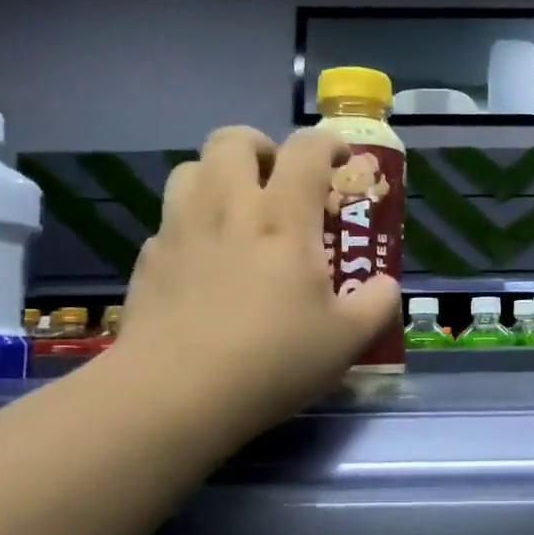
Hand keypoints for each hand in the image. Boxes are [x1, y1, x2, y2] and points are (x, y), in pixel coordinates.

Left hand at [109, 126, 400, 442]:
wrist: (174, 395)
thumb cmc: (272, 360)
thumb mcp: (347, 340)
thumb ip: (378, 304)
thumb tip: (386, 286)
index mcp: (283, 218)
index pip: (306, 150)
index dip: (328, 143)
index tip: (340, 159)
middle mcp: (228, 207)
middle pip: (234, 140)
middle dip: (262, 147)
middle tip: (279, 179)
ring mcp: (180, 229)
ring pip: (191, 168)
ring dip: (218, 176)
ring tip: (237, 211)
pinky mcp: (147, 259)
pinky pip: (170, 219)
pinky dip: (192, 223)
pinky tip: (204, 263)